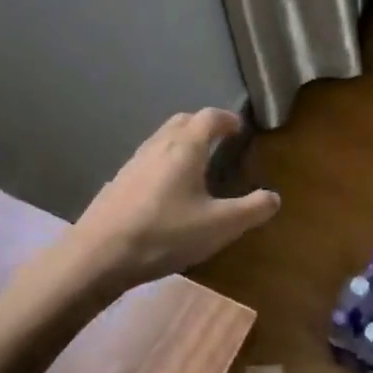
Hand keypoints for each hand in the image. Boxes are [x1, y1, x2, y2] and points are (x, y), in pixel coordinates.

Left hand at [71, 109, 279, 292]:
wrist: (98, 255)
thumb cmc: (166, 234)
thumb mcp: (219, 226)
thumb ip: (252, 210)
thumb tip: (274, 197)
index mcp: (186, 147)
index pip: (209, 117)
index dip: (227, 119)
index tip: (239, 129)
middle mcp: (158, 145)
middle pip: (182, 121)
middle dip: (203, 125)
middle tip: (219, 141)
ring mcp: (133, 162)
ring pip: (162, 138)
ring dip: (181, 142)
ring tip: (196, 165)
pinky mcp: (118, 181)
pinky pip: (147, 159)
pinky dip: (164, 161)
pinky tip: (166, 191)